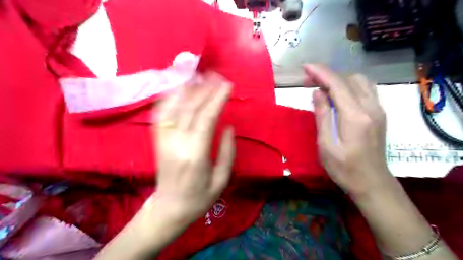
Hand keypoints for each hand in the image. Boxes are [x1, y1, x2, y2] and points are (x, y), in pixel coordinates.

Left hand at [153, 72, 234, 224]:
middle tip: (218, 76)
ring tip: (200, 76)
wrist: (168, 208)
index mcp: (195, 156)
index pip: (206, 119)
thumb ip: (227, 152)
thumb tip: (228, 126)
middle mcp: (176, 144)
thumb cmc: (199, 198)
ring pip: (173, 107)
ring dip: (187, 89)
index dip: (217, 99)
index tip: (228, 85)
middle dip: (205, 89)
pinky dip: (169, 97)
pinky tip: (179, 87)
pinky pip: (161, 113)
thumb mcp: (221, 180)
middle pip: (190, 108)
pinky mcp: (157, 140)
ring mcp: (163, 140)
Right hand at [307, 64, 391, 196]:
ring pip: (360, 82)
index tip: (305, 67)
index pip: (337, 84)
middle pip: (349, 79)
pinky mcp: (379, 114)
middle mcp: (370, 107)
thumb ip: (322, 116)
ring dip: (340, 79)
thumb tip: (317, 92)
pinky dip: (349, 86)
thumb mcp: (326, 144)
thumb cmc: (344, 168)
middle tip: (310, 80)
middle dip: (328, 74)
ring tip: (322, 86)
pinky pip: (365, 90)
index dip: (320, 72)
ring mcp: (378, 110)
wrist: (372, 183)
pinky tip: (338, 95)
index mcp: (355, 116)